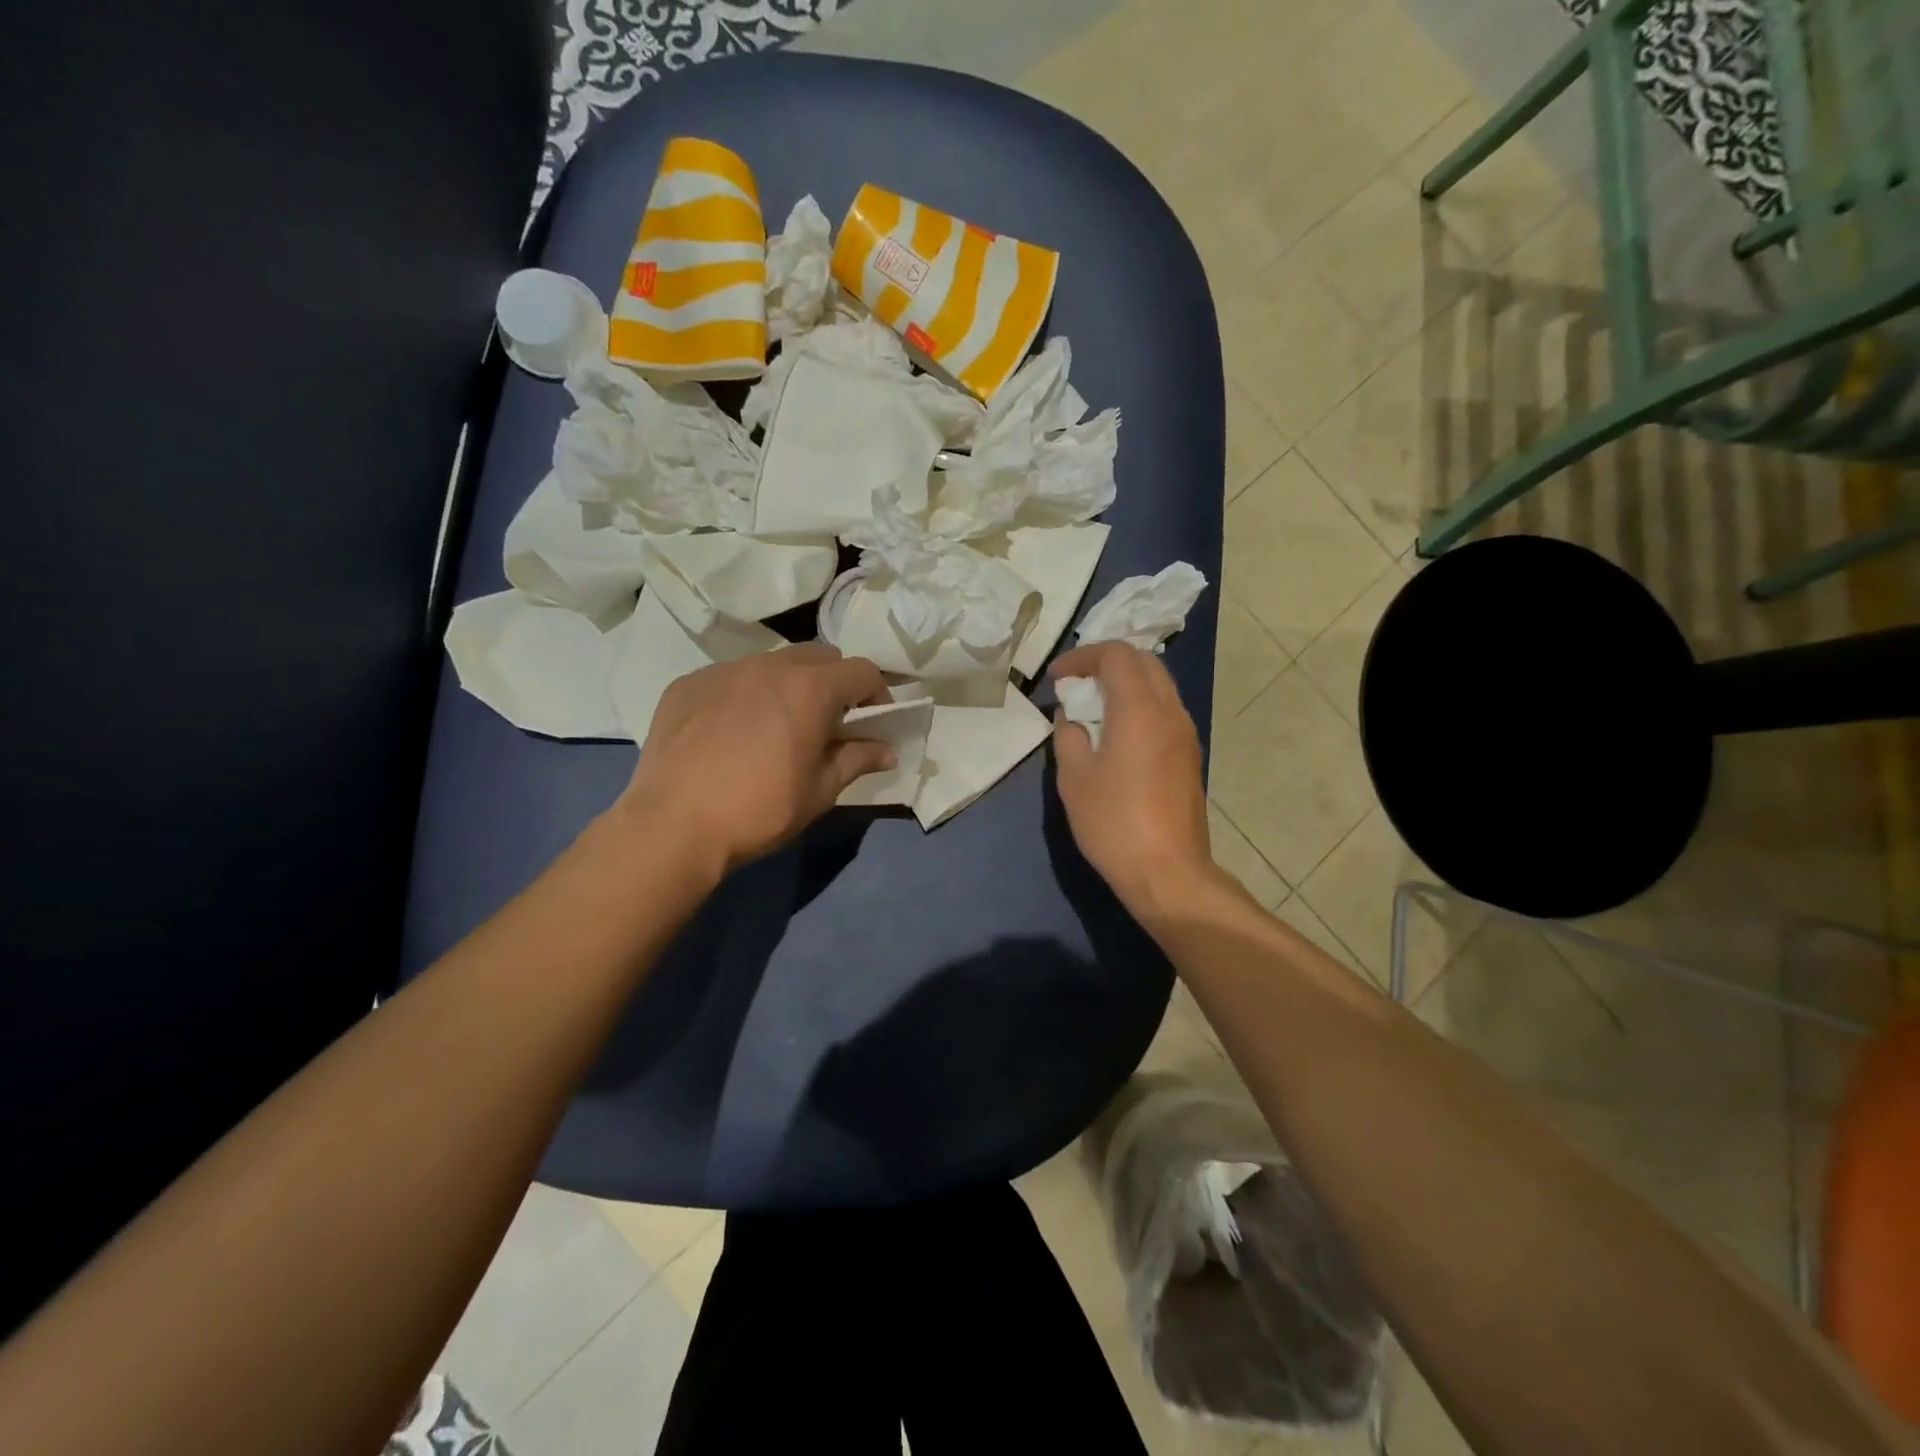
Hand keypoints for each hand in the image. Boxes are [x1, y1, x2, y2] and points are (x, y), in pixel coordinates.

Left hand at [618, 645, 894, 876]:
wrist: (673, 825)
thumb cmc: (759, 810)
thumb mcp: (819, 791)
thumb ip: (856, 760)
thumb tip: (885, 751)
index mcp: (810, 688)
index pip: (862, 671)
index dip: (877, 694)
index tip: (873, 723)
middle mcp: (769, 665)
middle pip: (819, 656)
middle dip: (834, 683)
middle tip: (828, 722)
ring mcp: (723, 670)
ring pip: (772, 663)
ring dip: (788, 685)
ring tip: (777, 725)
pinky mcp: (688, 683)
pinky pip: (730, 678)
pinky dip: (744, 695)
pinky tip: (731, 732)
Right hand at [1051, 641, 1213, 916]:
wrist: (1168, 872)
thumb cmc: (1114, 823)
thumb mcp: (1074, 778)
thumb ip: (1069, 735)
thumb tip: (1072, 717)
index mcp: (1140, 709)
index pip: (1116, 655)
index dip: (1082, 657)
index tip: (1056, 677)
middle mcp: (1170, 711)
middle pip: (1144, 662)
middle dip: (1107, 662)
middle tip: (1076, 683)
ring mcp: (1185, 733)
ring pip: (1159, 685)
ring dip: (1126, 683)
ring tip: (1093, 707)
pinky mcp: (1190, 756)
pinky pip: (1165, 710)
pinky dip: (1139, 705)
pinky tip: (1117, 733)